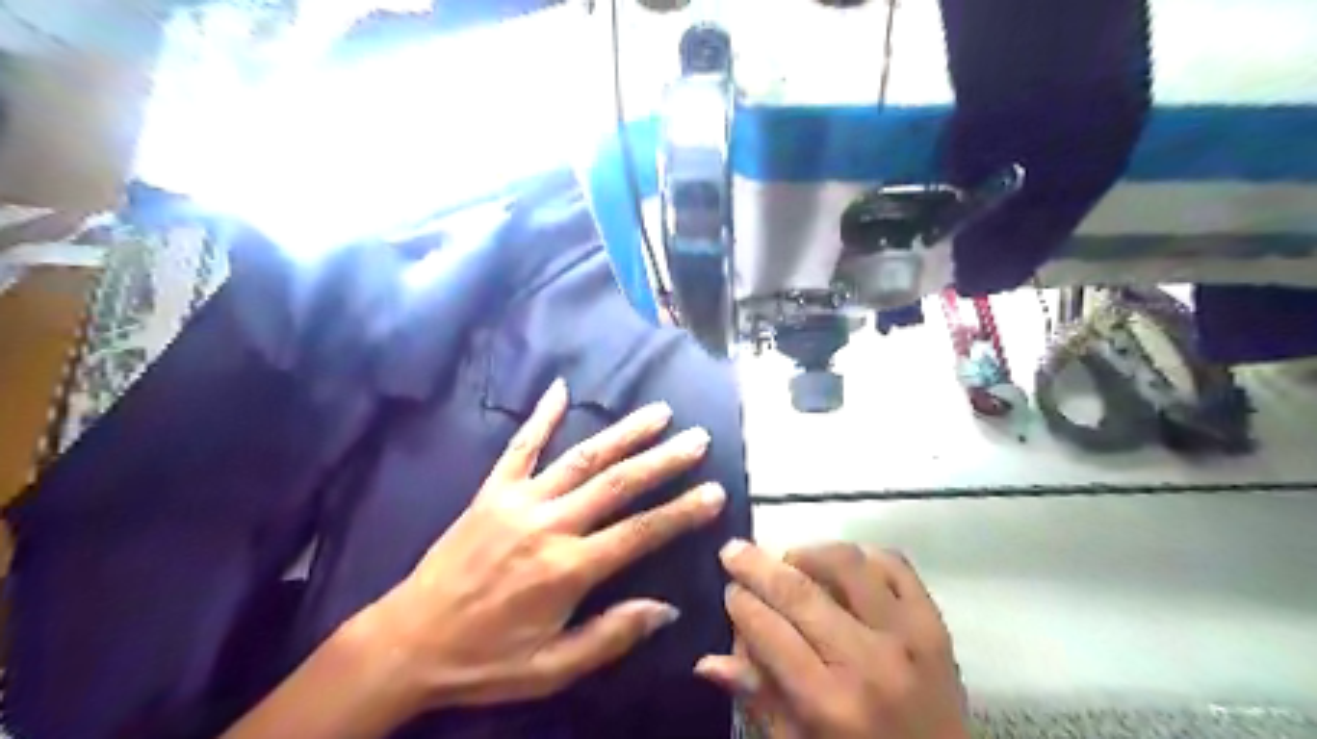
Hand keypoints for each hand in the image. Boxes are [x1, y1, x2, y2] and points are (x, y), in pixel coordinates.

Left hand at [350, 378, 723, 711]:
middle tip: (698, 439)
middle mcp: (548, 525)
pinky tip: (561, 388)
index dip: (681, 512)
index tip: (714, 491)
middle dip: (663, 460)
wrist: (408, 641)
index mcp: (567, 570)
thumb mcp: (552, 669)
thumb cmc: (485, 660)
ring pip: (581, 458)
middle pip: (617, 485)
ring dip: (623, 433)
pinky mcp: (491, 491)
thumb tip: (667, 609)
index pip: (640, 533)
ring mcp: (518, 501)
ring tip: (658, 412)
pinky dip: (542, 416)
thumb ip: (610, 636)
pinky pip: (519, 446)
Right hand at [698, 536, 965, 738]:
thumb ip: (758, 699)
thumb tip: (707, 660)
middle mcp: (870, 661)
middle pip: (800, 592)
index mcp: (831, 703)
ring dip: (809, 553)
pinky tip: (842, 567)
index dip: (741, 604)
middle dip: (758, 566)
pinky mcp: (935, 624)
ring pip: (848, 565)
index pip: (771, 633)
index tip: (727, 589)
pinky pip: (897, 566)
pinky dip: (864, 557)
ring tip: (789, 561)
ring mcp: (909, 637)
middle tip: (733, 551)